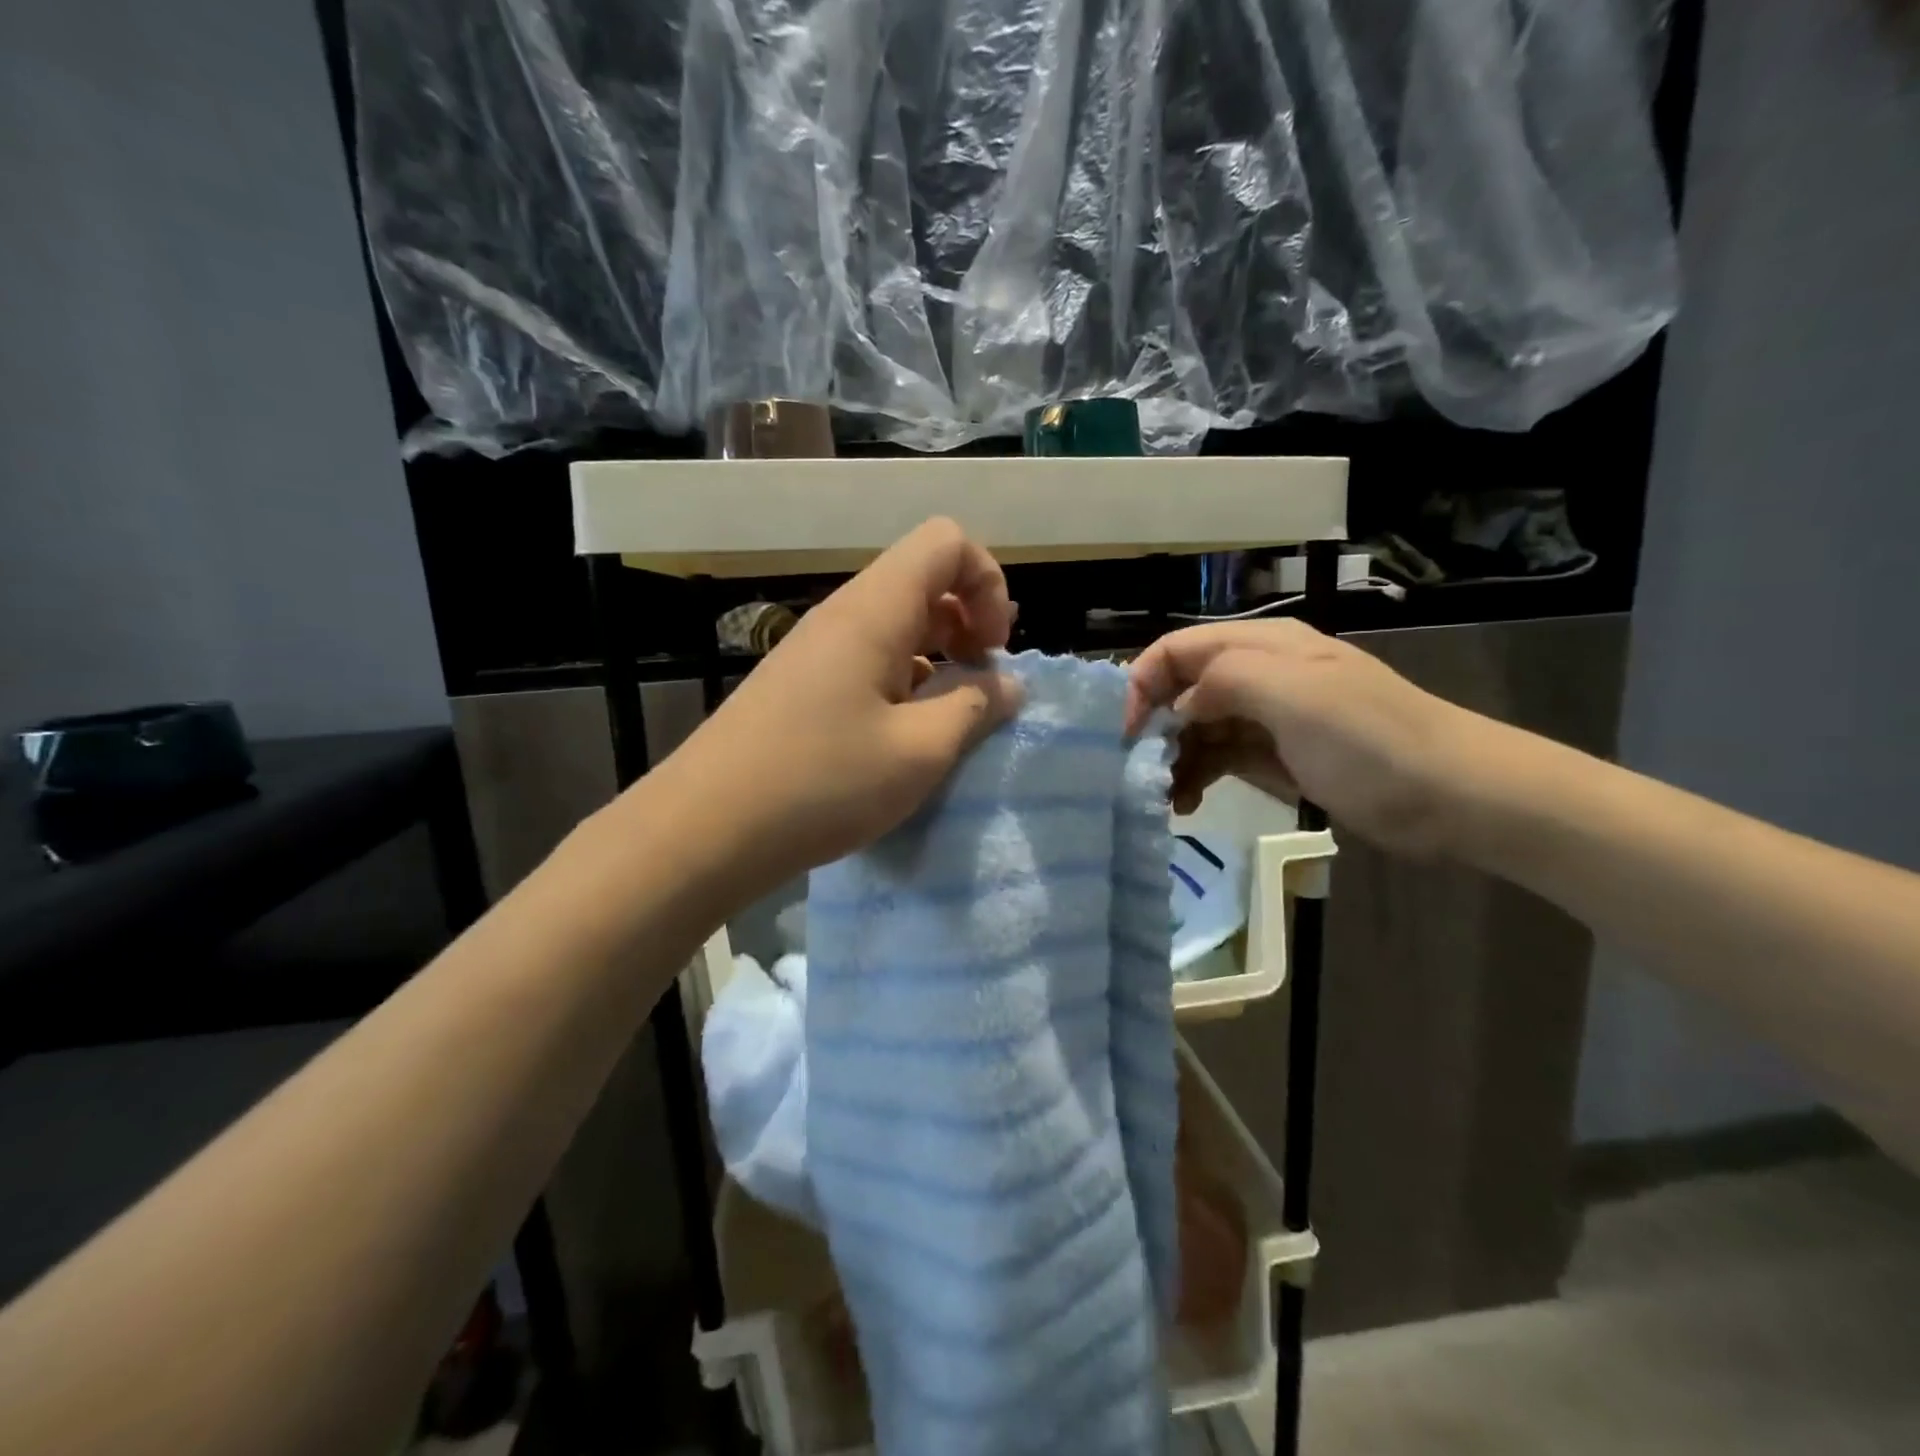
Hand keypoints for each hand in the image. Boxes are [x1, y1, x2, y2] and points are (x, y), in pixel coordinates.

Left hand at [662, 518, 1020, 898]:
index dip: (987, 583)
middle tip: (980, 684)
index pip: (946, 543)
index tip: (992, 650)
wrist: (707, 829)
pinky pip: (868, 660)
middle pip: (923, 579)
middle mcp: (843, 615)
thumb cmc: (822, 783)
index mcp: (874, 610)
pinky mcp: (801, 684)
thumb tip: (1008, 684)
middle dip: (968, 621)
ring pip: (896, 624)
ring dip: (937, 658)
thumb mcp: (919, 752)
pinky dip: (903, 683)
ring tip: (947, 718)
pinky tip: (903, 737)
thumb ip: (975, 708)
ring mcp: (816, 649)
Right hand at [1124, 619, 1480, 856]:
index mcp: (1261, 646)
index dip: (1140, 683)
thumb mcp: (1296, 696)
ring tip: (1159, 798)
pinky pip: (1218, 758)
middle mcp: (1257, 675)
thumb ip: (1225, 682)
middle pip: (1180, 690)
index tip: (1121, 733)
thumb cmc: (1372, 742)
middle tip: (1137, 773)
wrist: (1453, 797)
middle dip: (1150, 727)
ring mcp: (1265, 718)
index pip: (1176, 649)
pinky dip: (1195, 777)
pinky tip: (1186, 804)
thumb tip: (1178, 708)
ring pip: (1195, 728)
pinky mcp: (1274, 756)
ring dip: (1170, 758)